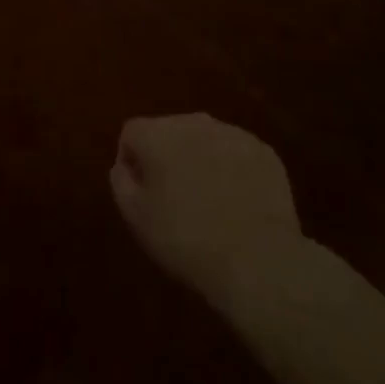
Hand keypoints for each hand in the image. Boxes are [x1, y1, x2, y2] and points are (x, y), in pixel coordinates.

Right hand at [111, 114, 301, 304]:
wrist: (258, 261)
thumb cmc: (186, 240)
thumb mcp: (136, 218)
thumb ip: (121, 181)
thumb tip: (125, 164)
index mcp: (157, 134)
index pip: (131, 133)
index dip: (132, 162)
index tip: (142, 194)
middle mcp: (193, 122)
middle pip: (169, 131)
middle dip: (167, 157)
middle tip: (175, 199)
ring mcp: (232, 134)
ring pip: (205, 140)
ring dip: (201, 161)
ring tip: (209, 204)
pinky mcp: (263, 152)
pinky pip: (236, 154)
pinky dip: (232, 171)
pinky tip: (238, 205)